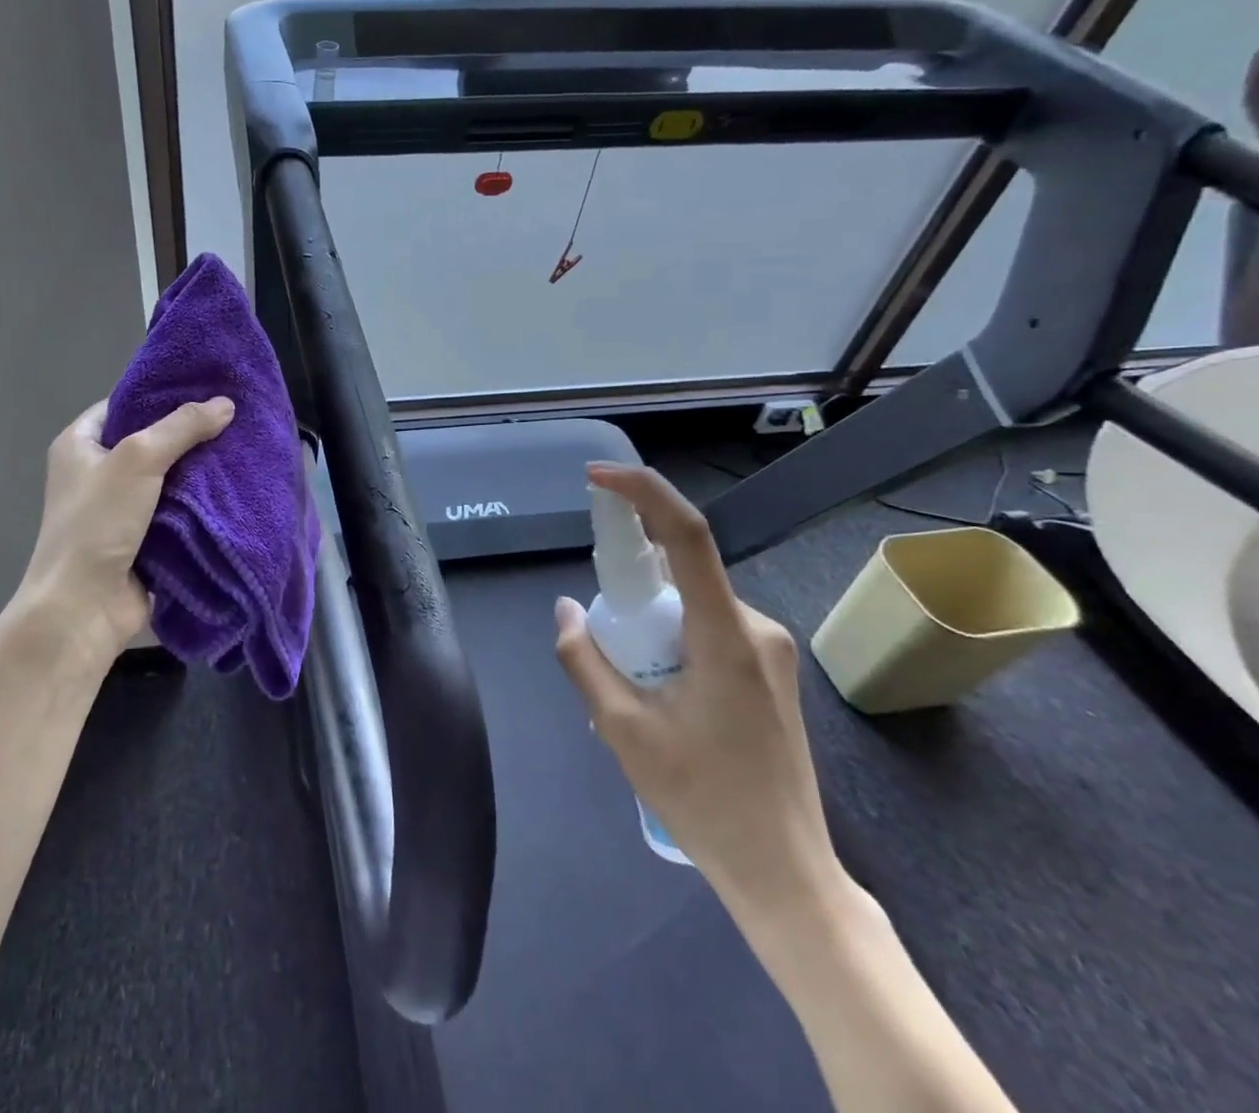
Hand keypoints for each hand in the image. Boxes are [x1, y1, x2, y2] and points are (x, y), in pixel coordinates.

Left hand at [16, 396, 235, 670]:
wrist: (83, 608)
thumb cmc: (98, 523)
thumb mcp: (137, 460)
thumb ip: (181, 427)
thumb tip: (226, 403)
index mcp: (79, 445)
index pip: (124, 405)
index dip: (161, 395)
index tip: (205, 386)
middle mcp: (96, 472)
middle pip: (150, 441)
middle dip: (189, 433)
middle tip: (234, 417)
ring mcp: (119, 509)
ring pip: (168, 478)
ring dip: (199, 471)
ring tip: (243, 447)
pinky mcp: (142, 539)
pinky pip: (176, 511)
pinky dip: (200, 504)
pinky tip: (234, 488)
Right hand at [554, 464, 839, 923]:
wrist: (784, 872)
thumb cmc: (702, 798)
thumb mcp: (621, 728)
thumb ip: (584, 658)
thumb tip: (566, 609)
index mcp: (725, 634)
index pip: (686, 535)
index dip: (642, 493)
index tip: (596, 478)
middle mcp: (756, 628)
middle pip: (681, 572)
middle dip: (630, 584)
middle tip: (602, 635)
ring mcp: (769, 650)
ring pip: (692, 604)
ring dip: (649, 622)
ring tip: (631, 689)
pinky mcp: (769, 671)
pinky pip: (707, 628)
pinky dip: (669, 640)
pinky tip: (658, 695)